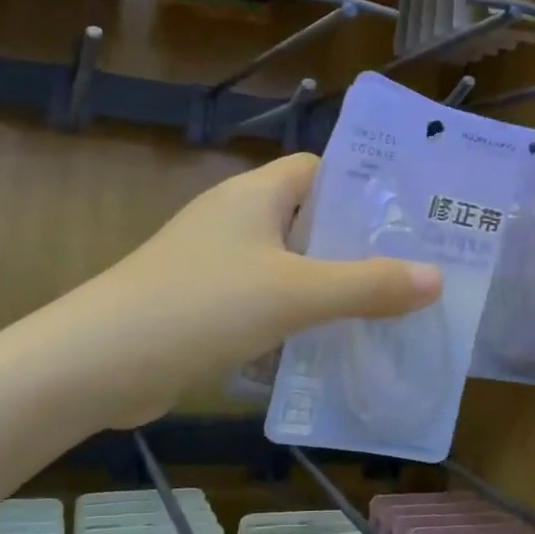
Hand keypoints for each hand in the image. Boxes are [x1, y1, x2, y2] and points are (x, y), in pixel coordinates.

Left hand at [56, 154, 442, 426]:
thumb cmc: (202, 305)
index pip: (322, 170)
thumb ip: (368, 286)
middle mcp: (236, 219)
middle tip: (414, 271)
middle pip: (310, 221)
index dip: (365, 188)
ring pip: (288, 266)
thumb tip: (437, 277)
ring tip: (387, 311)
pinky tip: (329, 347)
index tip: (412, 217)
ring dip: (329, 287)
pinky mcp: (203, 305)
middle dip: (358, 246)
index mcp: (256, 194)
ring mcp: (215, 263)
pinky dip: (295, 318)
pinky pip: (264, 302)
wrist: (97, 363)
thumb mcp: (296, 293)